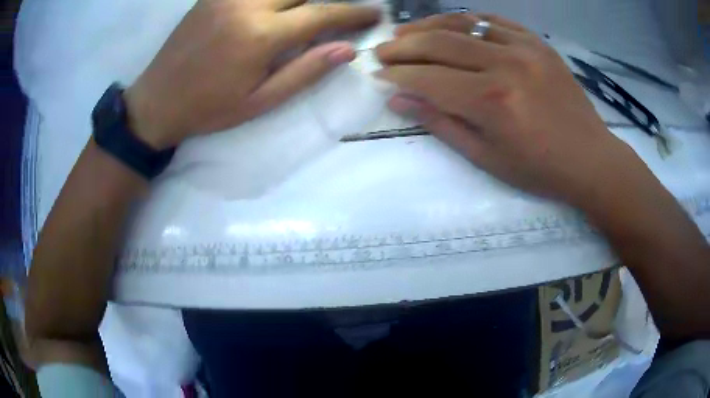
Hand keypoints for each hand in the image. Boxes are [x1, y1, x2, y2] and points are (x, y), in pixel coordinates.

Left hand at [125, 0, 379, 148]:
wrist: (156, 100)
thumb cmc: (208, 108)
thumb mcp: (260, 102)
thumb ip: (305, 72)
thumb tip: (347, 50)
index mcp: (261, 36)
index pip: (321, 14)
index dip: (353, 13)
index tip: (375, 12)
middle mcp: (247, 5)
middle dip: (330, 0)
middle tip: (344, 11)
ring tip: (312, 9)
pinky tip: (280, 6)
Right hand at [376, 13, 644, 206]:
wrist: (590, 158)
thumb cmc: (540, 169)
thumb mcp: (487, 158)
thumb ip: (441, 124)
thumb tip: (399, 100)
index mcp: (491, 102)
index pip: (428, 79)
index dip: (397, 75)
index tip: (378, 74)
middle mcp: (505, 65)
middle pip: (439, 43)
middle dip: (403, 46)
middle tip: (382, 50)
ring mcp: (525, 48)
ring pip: (464, 23)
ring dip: (428, 26)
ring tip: (407, 32)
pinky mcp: (538, 43)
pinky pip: (495, 21)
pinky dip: (468, 20)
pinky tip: (452, 25)